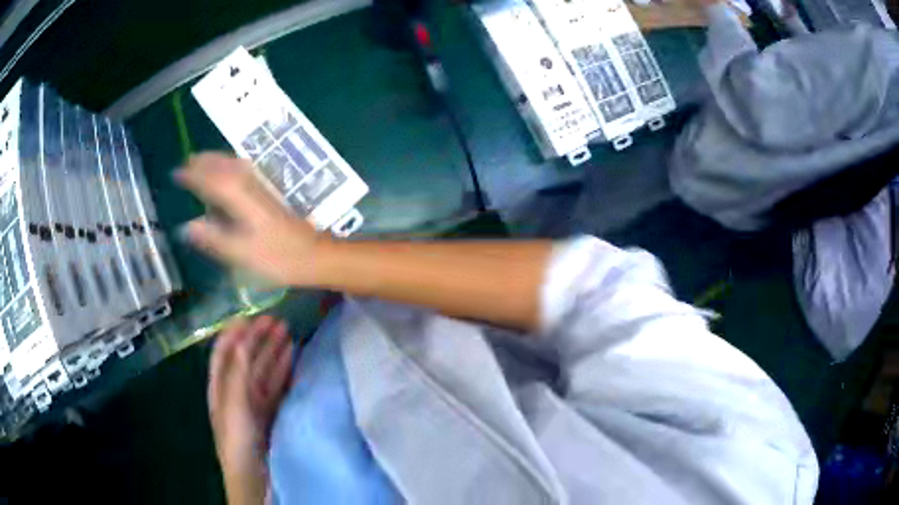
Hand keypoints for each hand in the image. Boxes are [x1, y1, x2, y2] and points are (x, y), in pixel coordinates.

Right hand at [175, 153, 330, 285]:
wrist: (314, 255)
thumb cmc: (278, 258)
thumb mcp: (242, 254)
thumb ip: (214, 239)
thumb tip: (187, 226)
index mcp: (241, 200)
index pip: (211, 180)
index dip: (193, 175)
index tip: (176, 173)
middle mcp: (251, 187)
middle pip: (224, 167)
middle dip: (205, 161)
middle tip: (186, 162)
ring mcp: (263, 188)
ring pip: (235, 166)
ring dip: (217, 161)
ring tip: (201, 162)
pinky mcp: (270, 194)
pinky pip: (244, 172)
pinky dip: (230, 167)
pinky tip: (228, 172)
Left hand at [208, 315, 294, 503]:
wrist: (256, 480)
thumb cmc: (239, 444)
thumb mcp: (233, 409)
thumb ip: (237, 376)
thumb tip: (244, 341)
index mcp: (221, 389)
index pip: (224, 354)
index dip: (234, 333)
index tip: (251, 316)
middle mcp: (236, 392)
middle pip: (246, 359)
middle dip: (258, 338)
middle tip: (278, 321)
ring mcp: (255, 403)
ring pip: (263, 371)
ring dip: (273, 351)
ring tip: (288, 332)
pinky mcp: (272, 414)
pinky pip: (277, 386)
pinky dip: (284, 370)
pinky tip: (293, 359)